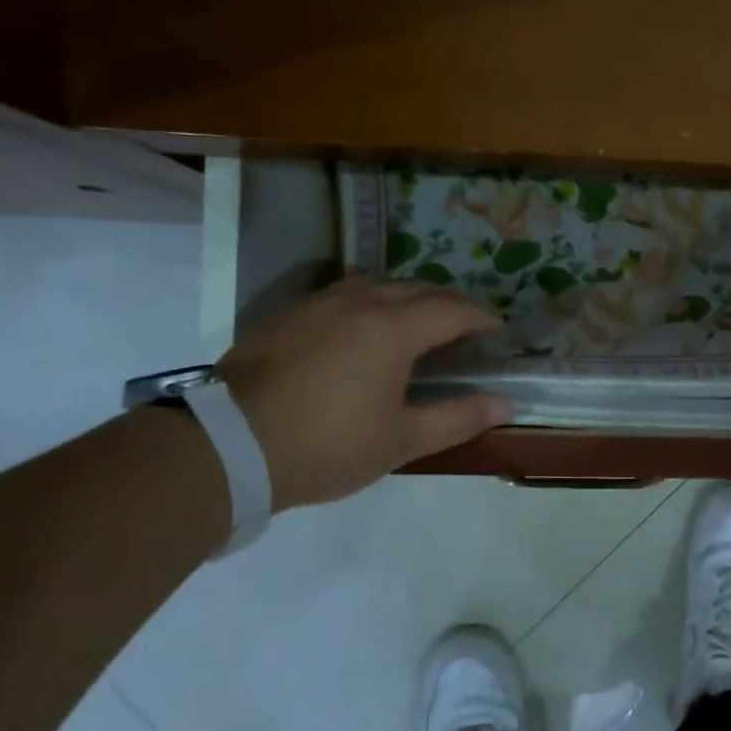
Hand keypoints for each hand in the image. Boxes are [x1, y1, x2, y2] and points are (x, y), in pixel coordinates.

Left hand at [216, 276, 510, 507]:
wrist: (226, 447)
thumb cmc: (326, 445)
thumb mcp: (400, 440)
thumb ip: (456, 418)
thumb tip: (503, 404)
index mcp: (392, 328)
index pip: (451, 310)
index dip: (479, 317)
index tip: (496, 329)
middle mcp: (357, 303)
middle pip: (415, 289)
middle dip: (446, 303)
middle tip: (462, 327)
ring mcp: (315, 305)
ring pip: (373, 283)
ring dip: (404, 295)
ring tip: (413, 319)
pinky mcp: (284, 317)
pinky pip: (340, 294)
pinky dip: (366, 301)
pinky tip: (359, 328)